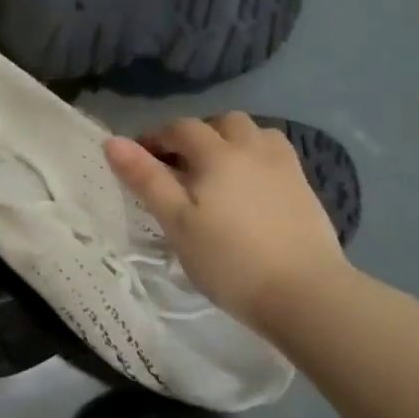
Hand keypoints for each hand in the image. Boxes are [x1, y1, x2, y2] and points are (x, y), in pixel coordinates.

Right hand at [106, 114, 348, 331]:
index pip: (181, 129)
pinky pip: (276, 157)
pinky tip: (249, 189)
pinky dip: (256, 160)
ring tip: (217, 172)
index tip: (139, 158)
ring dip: (231, 142)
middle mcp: (253, 149)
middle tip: (180, 165)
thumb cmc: (230, 259)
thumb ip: (146, 178)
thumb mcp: (177, 222)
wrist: (306, 294)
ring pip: (255, 135)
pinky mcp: (305, 190)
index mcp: (218, 154)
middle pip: (223, 123)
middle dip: (197, 135)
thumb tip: (112, 141)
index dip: (156, 137)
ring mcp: (285, 168)